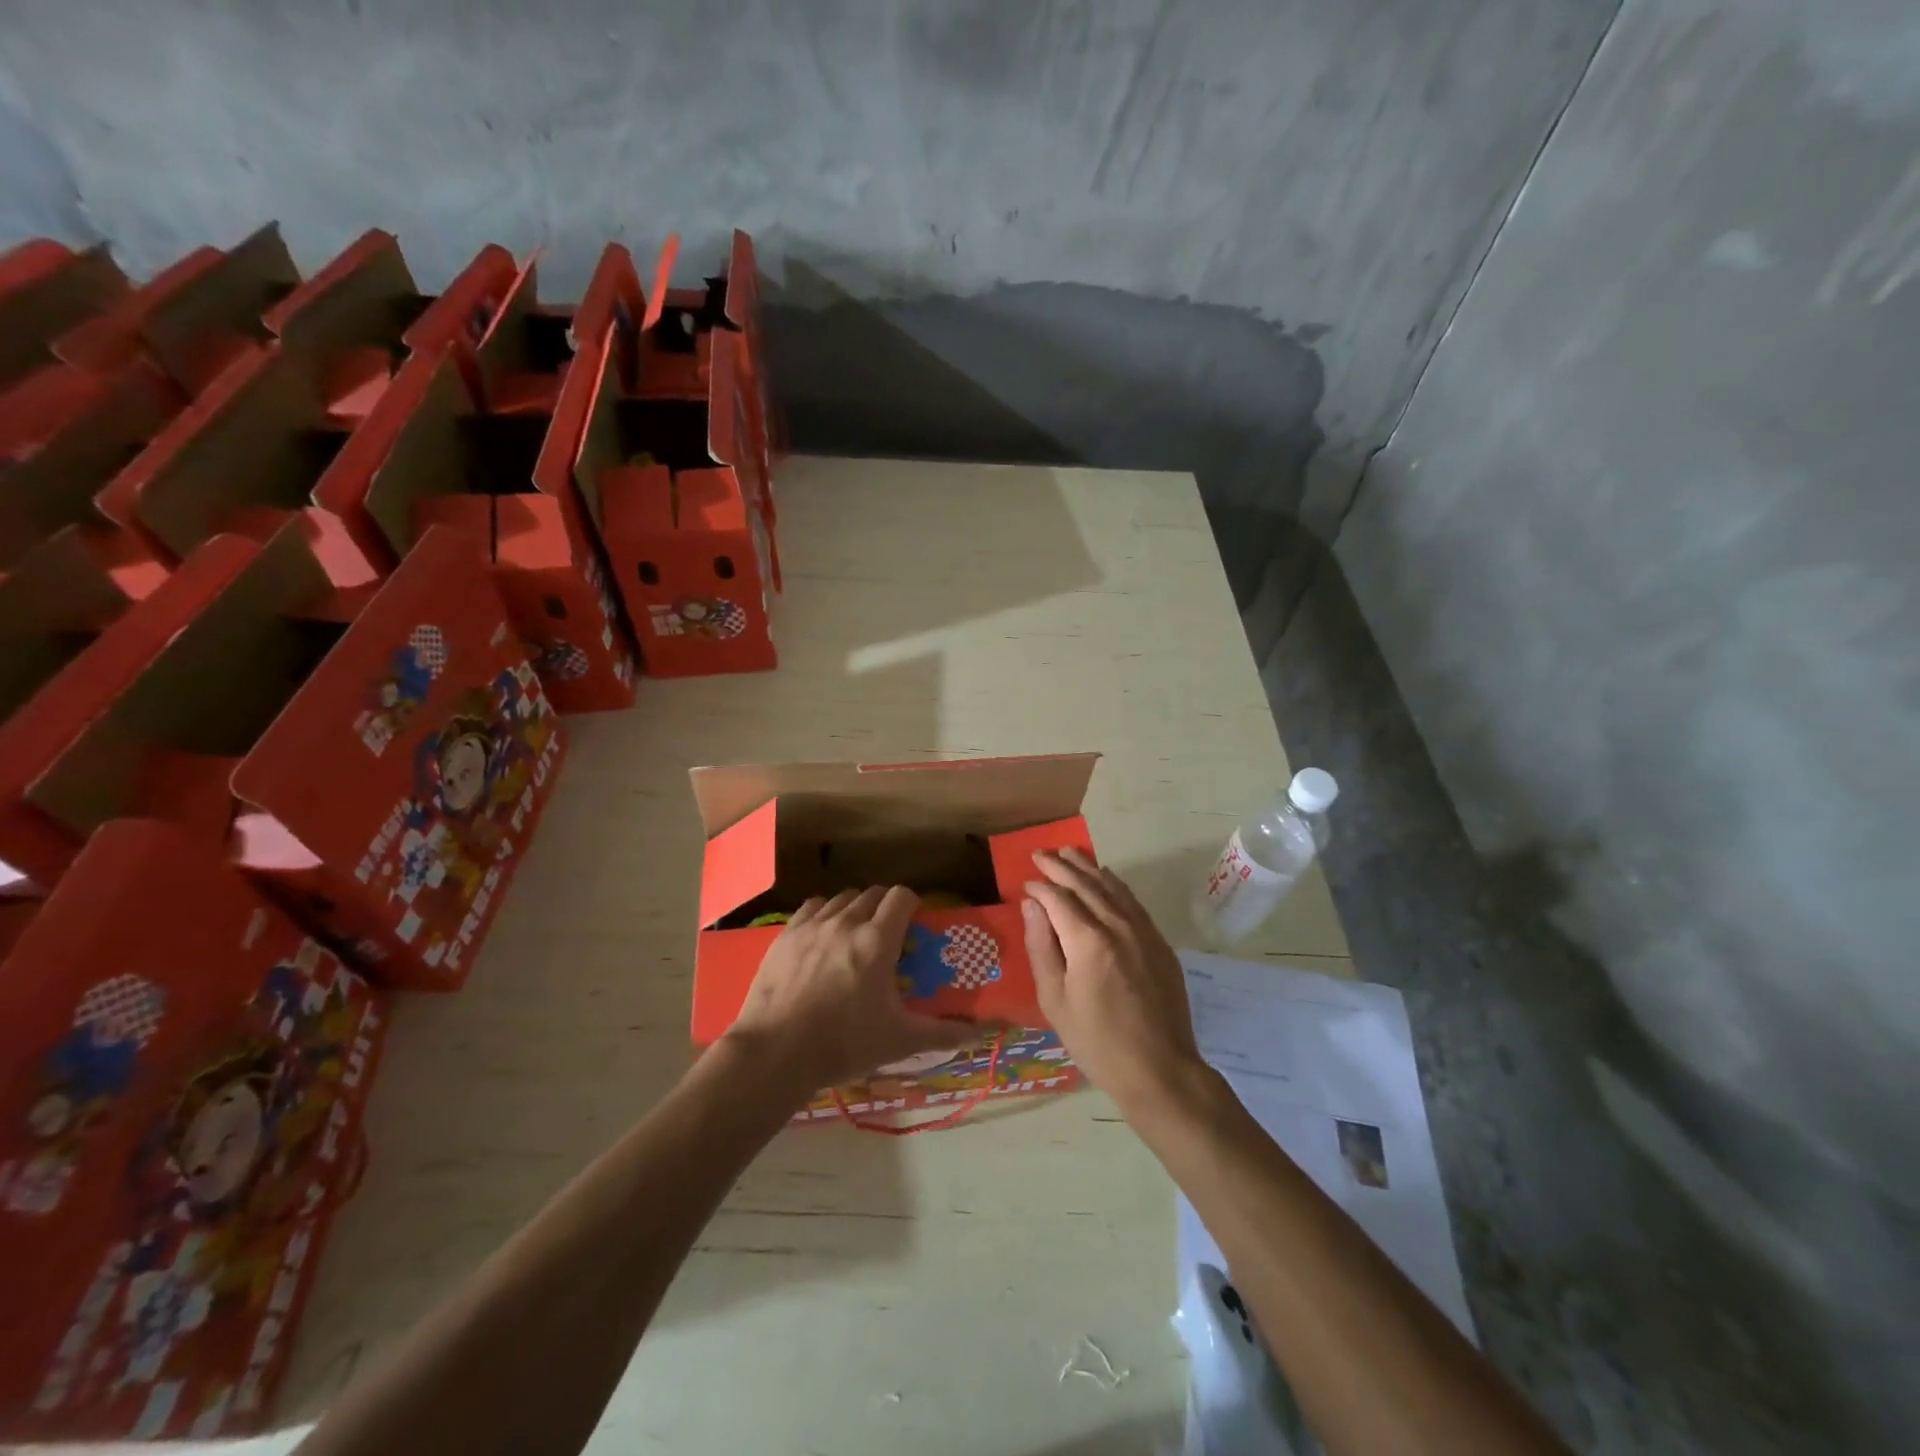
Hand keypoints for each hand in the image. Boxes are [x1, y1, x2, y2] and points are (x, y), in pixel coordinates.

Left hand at [725, 886, 976, 1093]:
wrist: (775, 1053)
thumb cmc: (843, 1044)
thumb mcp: (899, 1040)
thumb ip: (943, 1032)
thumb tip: (979, 1032)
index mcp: (877, 940)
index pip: (902, 897)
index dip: (913, 904)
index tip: (916, 923)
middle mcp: (846, 922)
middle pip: (873, 894)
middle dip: (885, 908)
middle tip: (888, 935)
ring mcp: (812, 925)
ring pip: (842, 898)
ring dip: (856, 909)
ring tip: (856, 935)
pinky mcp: (786, 935)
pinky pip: (812, 907)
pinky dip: (824, 913)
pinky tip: (823, 935)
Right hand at [1022, 848, 1205, 1116]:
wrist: (1160, 1069)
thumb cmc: (1097, 1041)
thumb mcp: (1055, 1000)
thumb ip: (1042, 947)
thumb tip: (1032, 906)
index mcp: (1088, 940)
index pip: (1058, 898)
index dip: (1040, 887)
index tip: (1025, 882)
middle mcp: (1118, 926)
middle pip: (1086, 884)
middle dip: (1061, 865)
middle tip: (1041, 853)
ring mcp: (1143, 931)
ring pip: (1113, 887)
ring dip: (1089, 867)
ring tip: (1070, 853)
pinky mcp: (1159, 943)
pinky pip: (1133, 901)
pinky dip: (1115, 884)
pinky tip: (1106, 880)